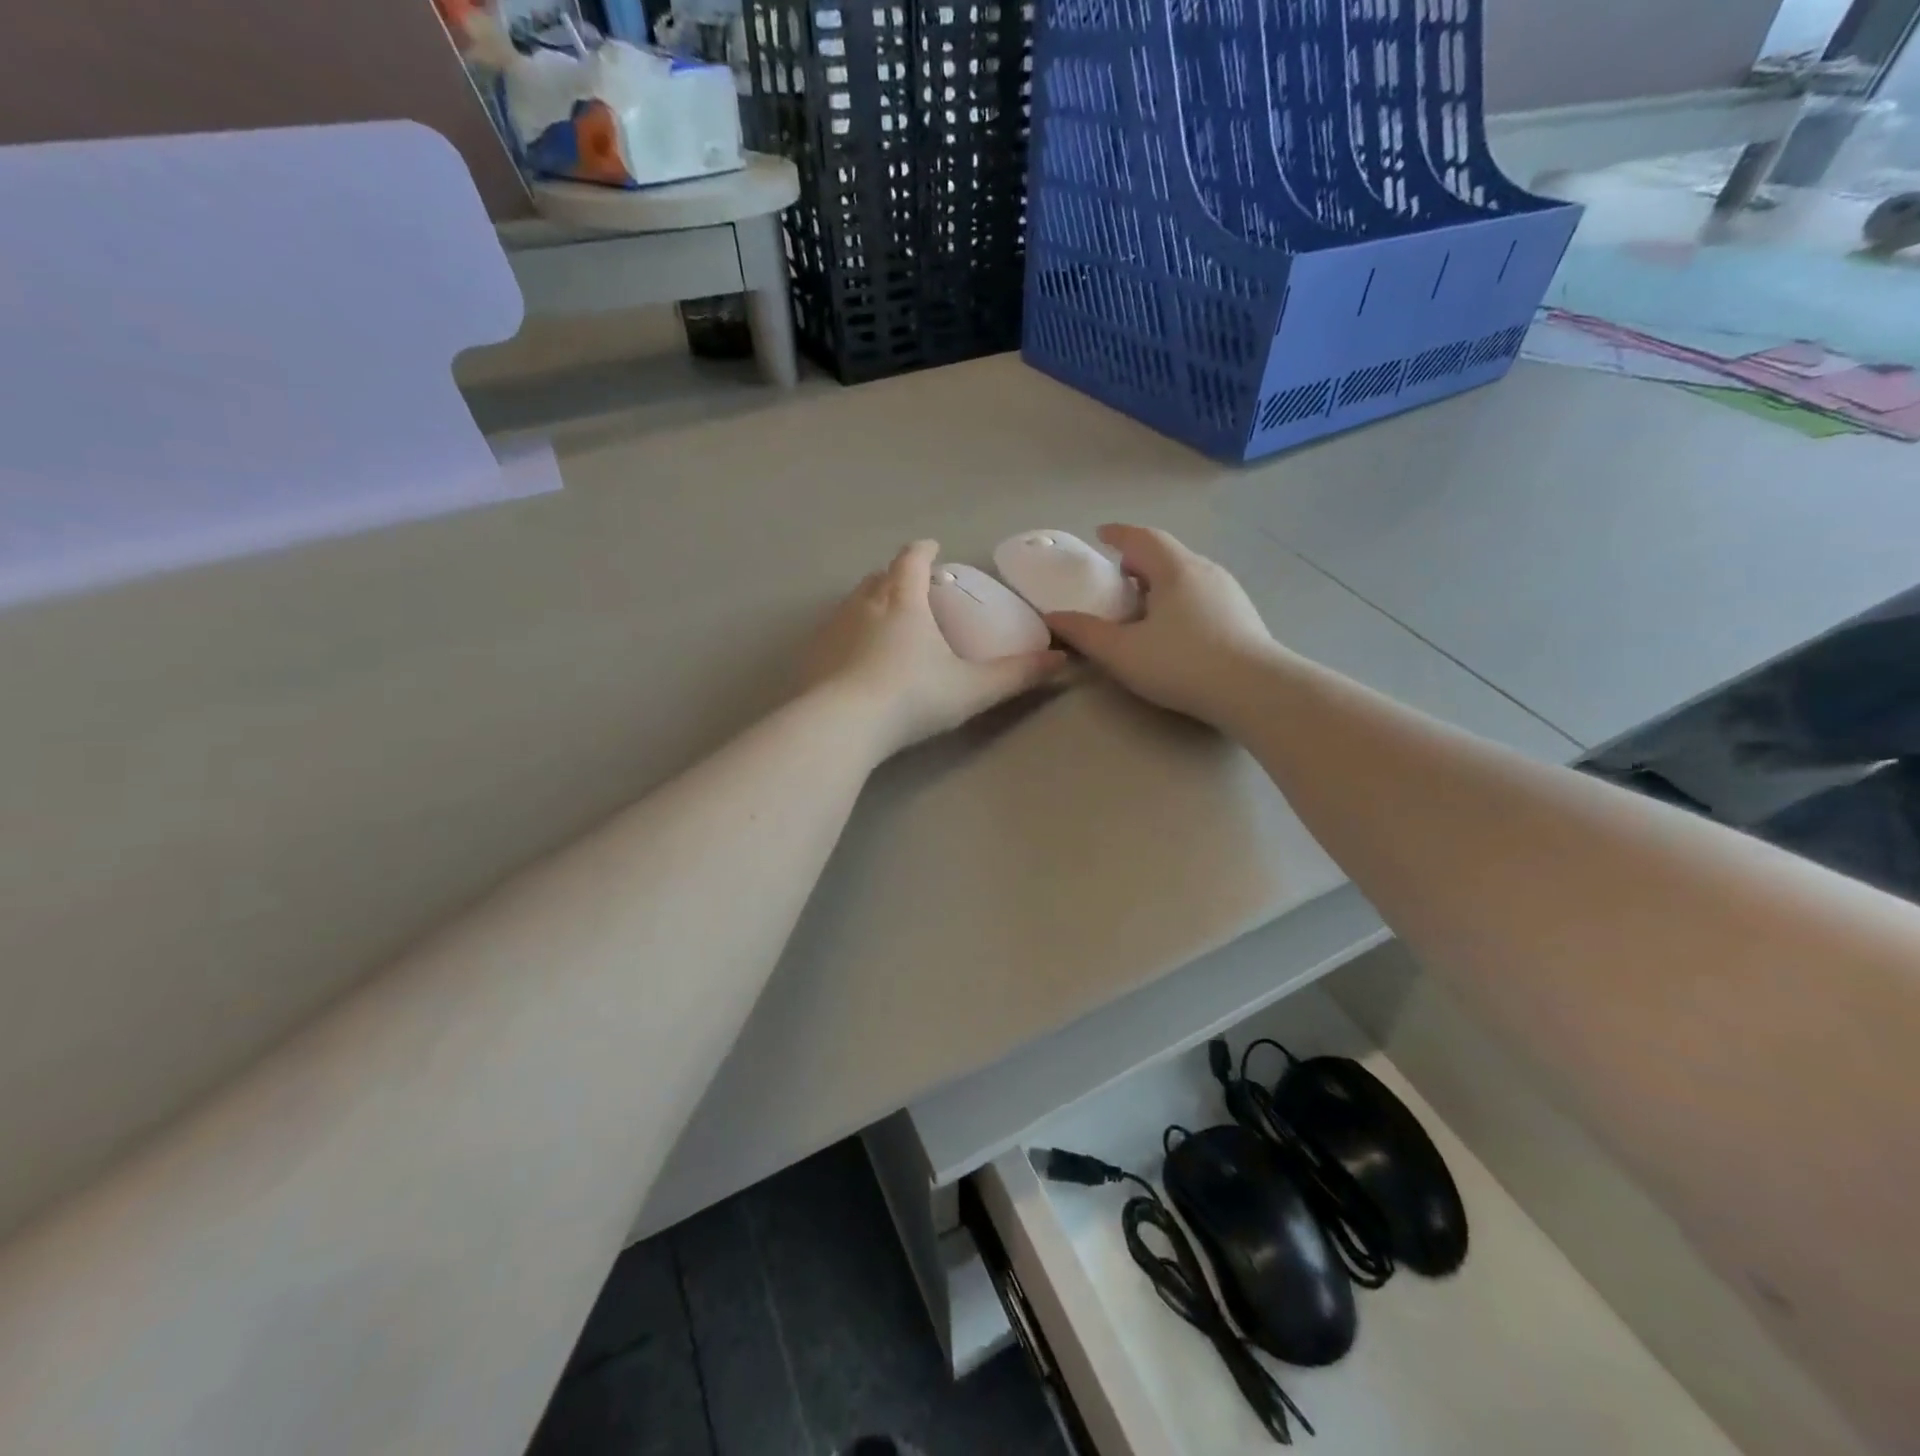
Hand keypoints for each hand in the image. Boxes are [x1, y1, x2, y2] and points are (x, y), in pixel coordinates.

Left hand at [802, 540, 1065, 757]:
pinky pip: (832, 632)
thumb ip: (1017, 675)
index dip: (923, 551)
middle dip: (896, 576)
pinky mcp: (812, 655)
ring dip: (869, 602)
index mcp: (904, 602)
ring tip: (884, 620)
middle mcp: (864, 605)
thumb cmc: (912, 698)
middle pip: (879, 577)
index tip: (932, 549)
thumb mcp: (973, 689)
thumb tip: (1062, 660)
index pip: (912, 561)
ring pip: (852, 602)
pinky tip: (854, 658)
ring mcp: (833, 629)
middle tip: (911, 588)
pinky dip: (847, 634)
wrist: (842, 725)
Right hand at [1045, 525, 1279, 727]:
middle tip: (1117, 580)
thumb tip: (1053, 617)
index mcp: (1174, 569)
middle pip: (1166, 554)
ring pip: (1187, 575)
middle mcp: (1204, 570)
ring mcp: (1229, 592)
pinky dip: (1180, 600)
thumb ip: (1085, 633)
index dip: (1118, 534)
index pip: (1141, 537)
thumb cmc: (1182, 663)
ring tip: (1143, 608)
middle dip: (1138, 561)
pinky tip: (1175, 630)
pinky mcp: (1243, 616)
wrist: (1255, 690)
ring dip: (1161, 583)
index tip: (1101, 534)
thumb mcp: (1122, 652)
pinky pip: (1202, 595)